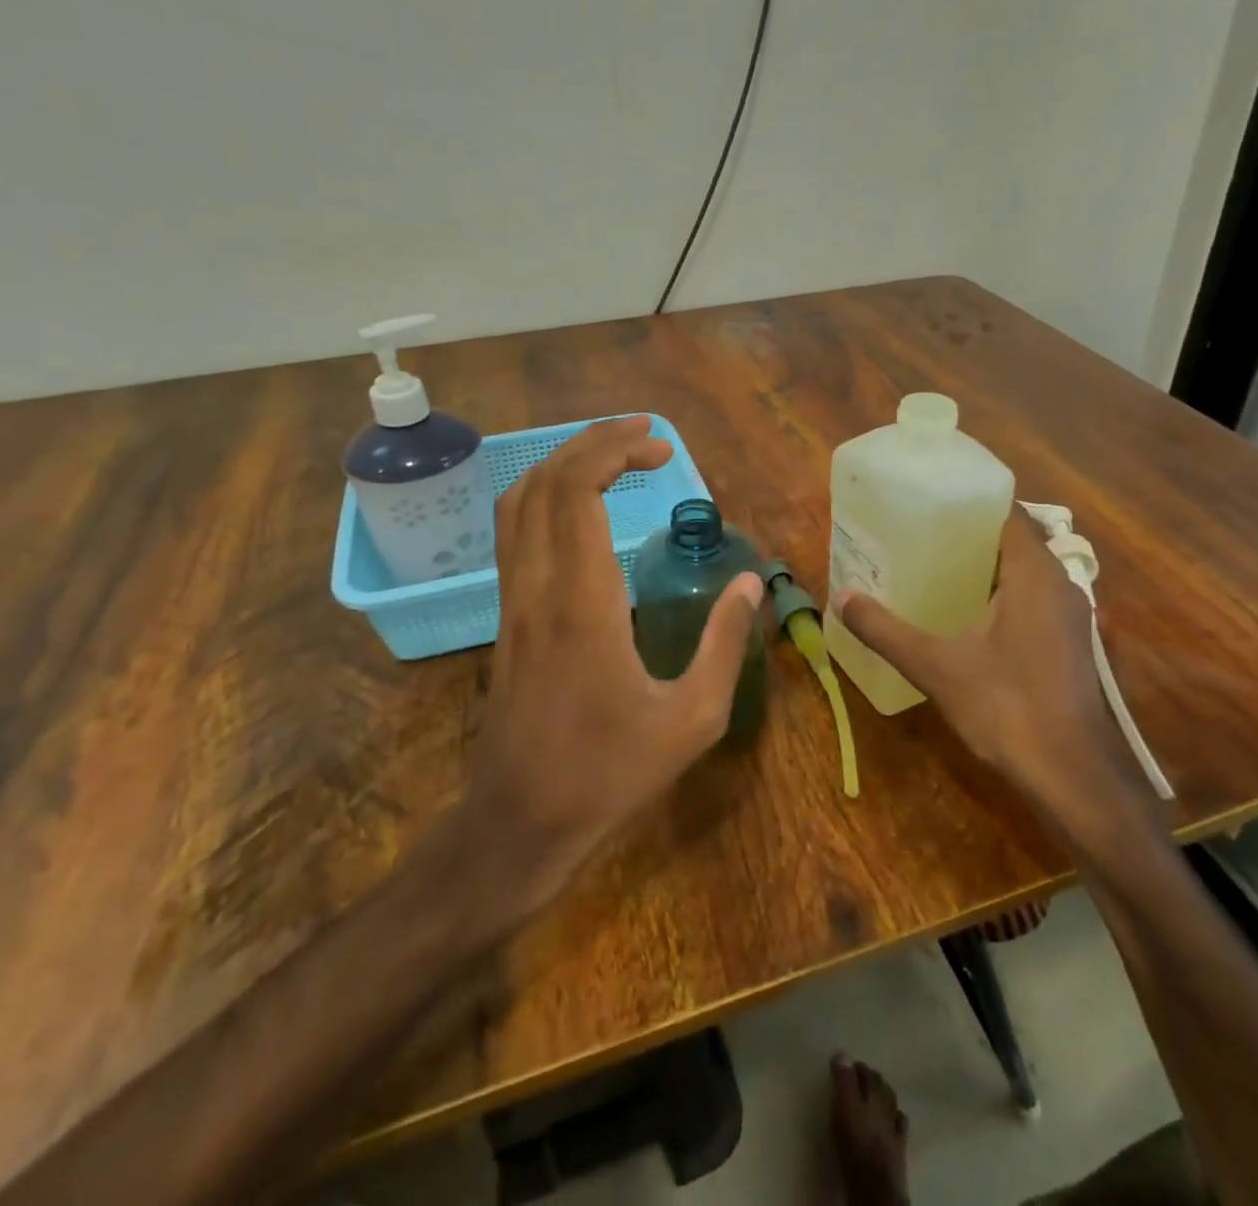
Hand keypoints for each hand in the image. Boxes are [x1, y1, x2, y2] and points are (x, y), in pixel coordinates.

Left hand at [463, 416, 762, 902]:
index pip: (576, 491)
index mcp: (583, 603)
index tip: (661, 449)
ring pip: (518, 503)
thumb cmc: (609, 773)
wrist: (518, 820)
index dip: (613, 452)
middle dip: (592, 442)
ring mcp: (513, 601)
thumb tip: (750, 585)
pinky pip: (514, 533)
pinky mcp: (507, 617)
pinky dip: (545, 496)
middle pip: (543, 482)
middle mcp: (538, 587)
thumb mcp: (692, 719)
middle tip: (644, 436)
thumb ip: (724, 645)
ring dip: (563, 464)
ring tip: (612, 454)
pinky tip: (579, 506)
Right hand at [834, 506, 1159, 852]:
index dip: (971, 503)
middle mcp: (1060, 585)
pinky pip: (1032, 601)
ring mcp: (1070, 617)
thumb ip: (886, 630)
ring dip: (987, 569)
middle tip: (921, 535)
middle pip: (1015, 542)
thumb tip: (843, 598)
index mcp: (1035, 574)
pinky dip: (1001, 596)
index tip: (931, 502)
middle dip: (971, 537)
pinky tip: (966, 618)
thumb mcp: (936, 666)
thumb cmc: (1007, 707)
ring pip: (1026, 574)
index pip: (1008, 514)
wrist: (1072, 775)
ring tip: (935, 569)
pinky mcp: (1069, 645)